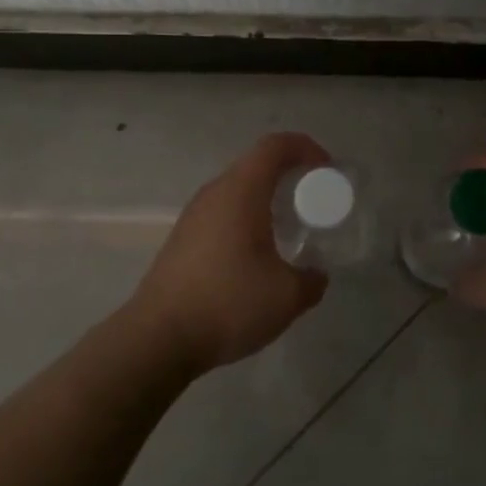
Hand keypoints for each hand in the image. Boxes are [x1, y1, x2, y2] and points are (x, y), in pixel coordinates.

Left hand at [132, 132, 330, 372]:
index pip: (275, 146)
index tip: (327, 171)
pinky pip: (223, 213)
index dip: (305, 148)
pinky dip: (247, 220)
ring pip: (237, 191)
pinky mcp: (182, 239)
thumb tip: (316, 275)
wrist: (158, 339)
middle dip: (290, 176)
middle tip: (313, 202)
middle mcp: (214, 194)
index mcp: (241, 192)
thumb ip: (312, 280)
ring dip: (267, 200)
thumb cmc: (228, 304)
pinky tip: (257, 256)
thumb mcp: (287, 297)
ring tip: (289, 230)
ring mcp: (193, 216)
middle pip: (256, 165)